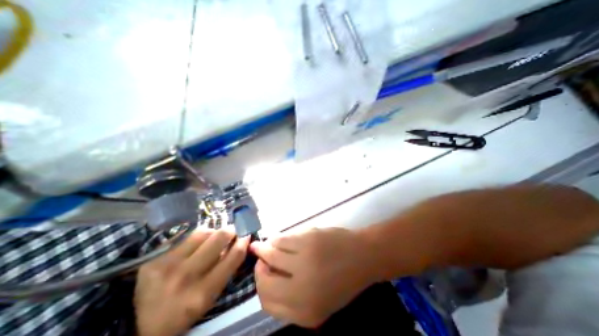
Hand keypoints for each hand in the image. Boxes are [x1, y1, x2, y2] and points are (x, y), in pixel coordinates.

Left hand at [134, 228, 249, 334]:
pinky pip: (185, 236)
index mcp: (203, 293)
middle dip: (230, 231)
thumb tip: (238, 242)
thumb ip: (226, 269)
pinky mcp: (154, 258)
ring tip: (212, 238)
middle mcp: (186, 277)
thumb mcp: (211, 297)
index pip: (233, 257)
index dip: (243, 242)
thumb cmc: (185, 310)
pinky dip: (196, 237)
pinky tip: (195, 243)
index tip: (246, 234)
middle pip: (219, 238)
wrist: (139, 326)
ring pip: (203, 232)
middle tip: (232, 231)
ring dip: (213, 232)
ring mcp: (167, 265)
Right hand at [251, 228, 372, 327]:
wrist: (363, 256)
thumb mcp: (320, 301)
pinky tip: (277, 238)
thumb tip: (268, 278)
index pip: (268, 302)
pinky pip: (282, 239)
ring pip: (271, 255)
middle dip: (259, 269)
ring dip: (264, 249)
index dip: (261, 287)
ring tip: (264, 245)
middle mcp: (301, 290)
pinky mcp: (307, 240)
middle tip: (260, 259)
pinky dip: (276, 239)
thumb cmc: (343, 280)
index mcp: (305, 312)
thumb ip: (293, 298)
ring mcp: (304, 262)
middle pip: (265, 281)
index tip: (262, 274)